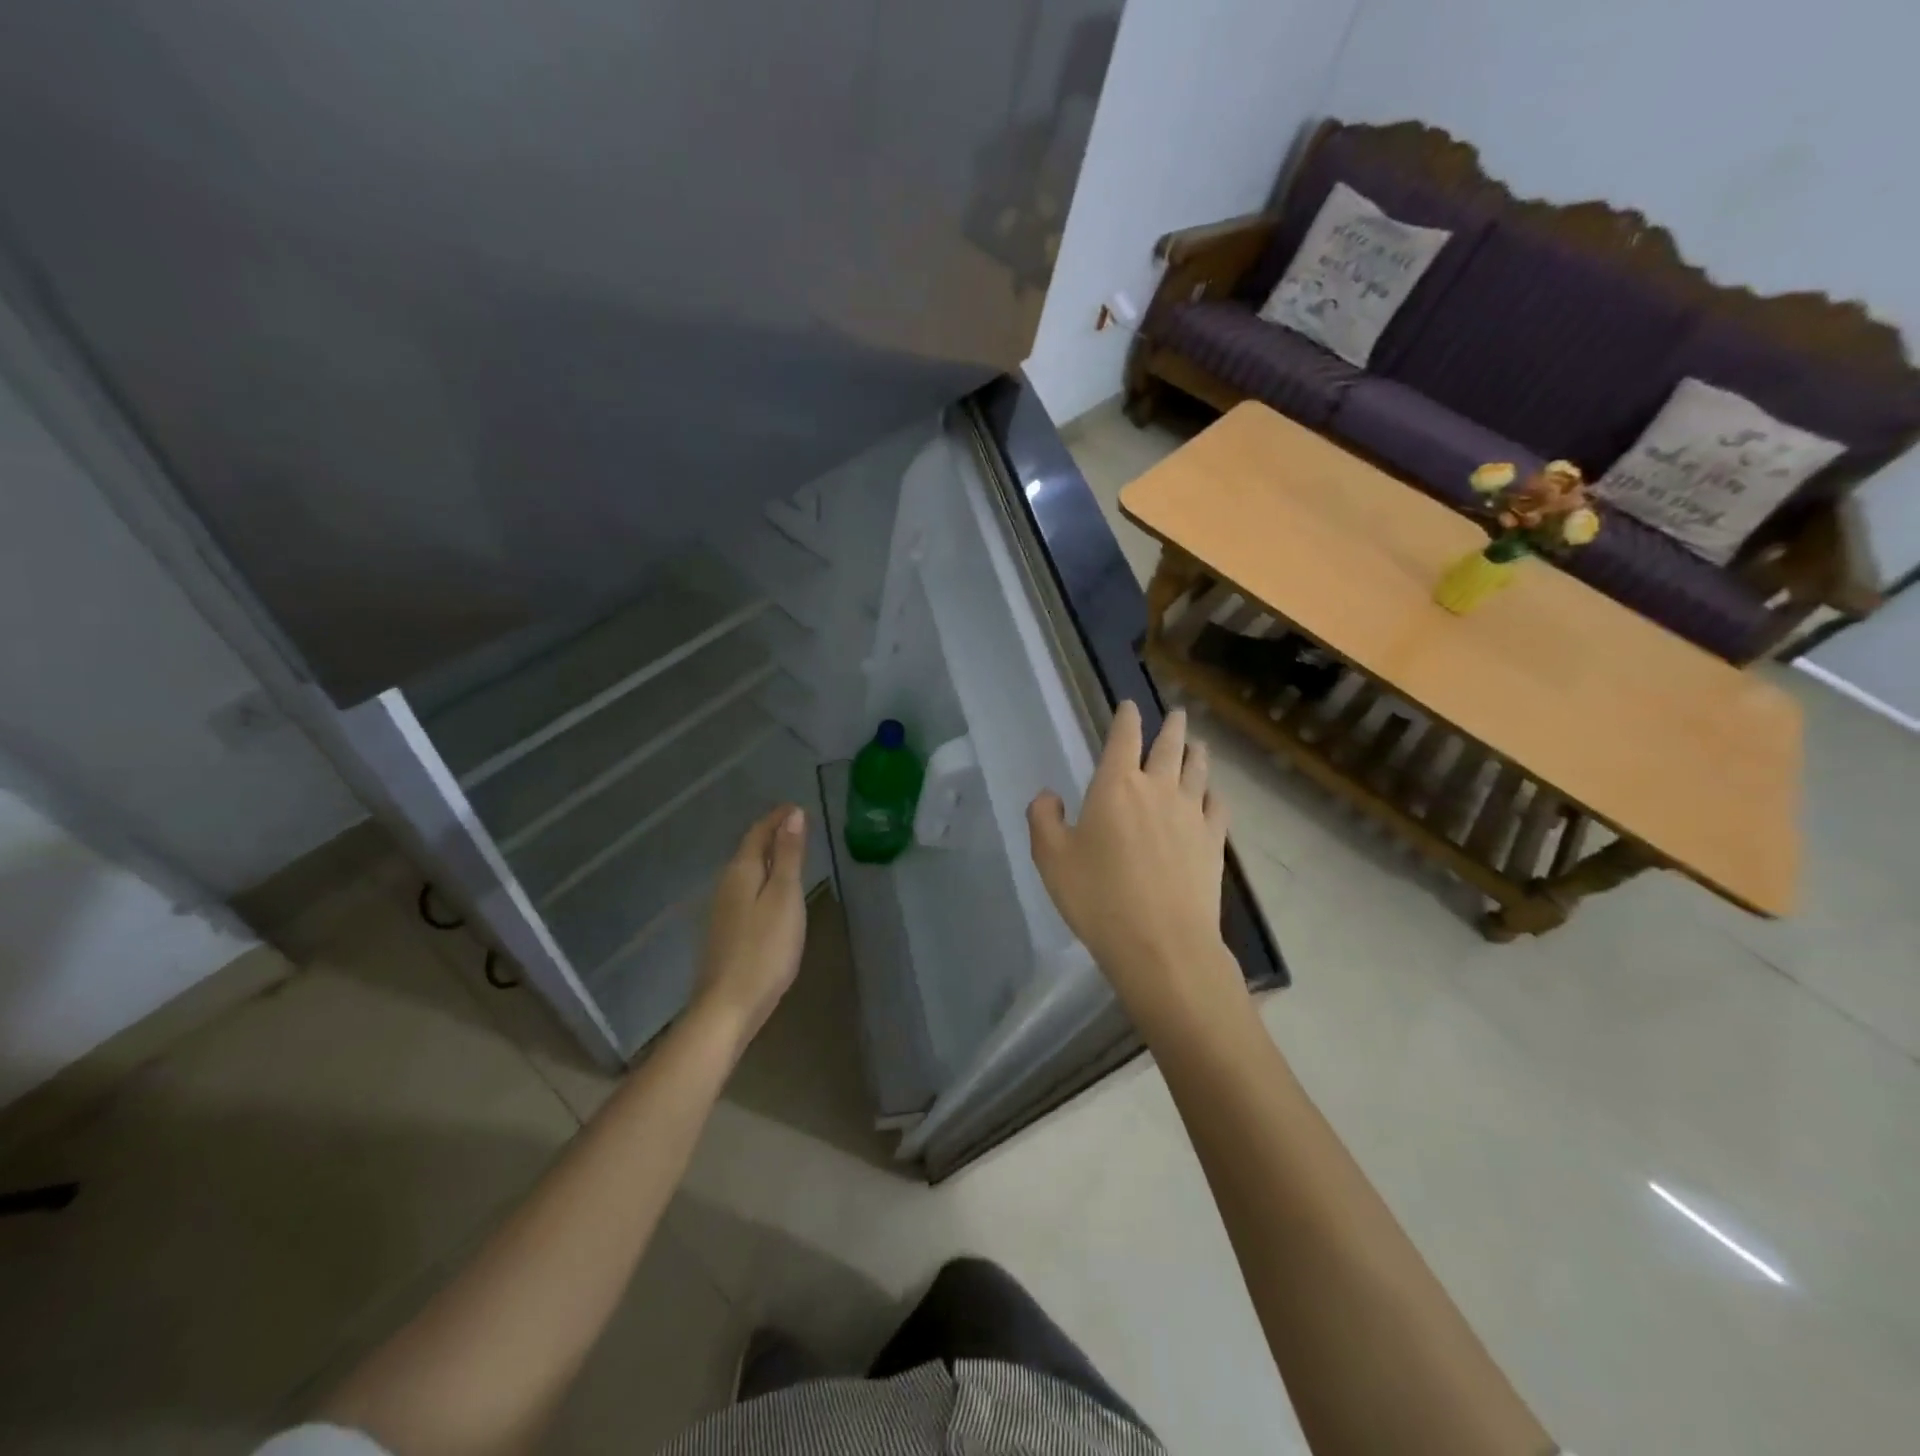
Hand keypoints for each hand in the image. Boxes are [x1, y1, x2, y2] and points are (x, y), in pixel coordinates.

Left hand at [692, 804, 808, 1051]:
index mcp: (741, 872)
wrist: (728, 1006)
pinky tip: (773, 893)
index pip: (758, 833)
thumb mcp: (785, 897)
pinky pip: (746, 891)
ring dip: (767, 857)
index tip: (797, 807)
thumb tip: (793, 815)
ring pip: (746, 871)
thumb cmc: (765, 949)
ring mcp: (722, 910)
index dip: (777, 818)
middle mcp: (726, 885)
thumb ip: (789, 856)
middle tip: (797, 825)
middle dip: (772, 834)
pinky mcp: (725, 931)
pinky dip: (762, 880)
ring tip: (790, 853)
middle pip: (749, 850)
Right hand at [1027, 703, 1241, 1030]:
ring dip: (1197, 752)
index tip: (1131, 706)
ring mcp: (1192, 814)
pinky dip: (1214, 793)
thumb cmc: (1098, 898)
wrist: (1161, 943)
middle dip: (1171, 726)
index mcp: (1116, 785)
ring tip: (1198, 744)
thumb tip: (1049, 796)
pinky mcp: (1214, 841)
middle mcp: (1158, 789)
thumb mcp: (1051, 859)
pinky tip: (1212, 795)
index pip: (1124, 737)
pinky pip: (1218, 805)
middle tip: (1177, 713)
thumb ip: (1043, 819)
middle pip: (1169, 746)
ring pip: (1198, 770)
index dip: (1127, 717)